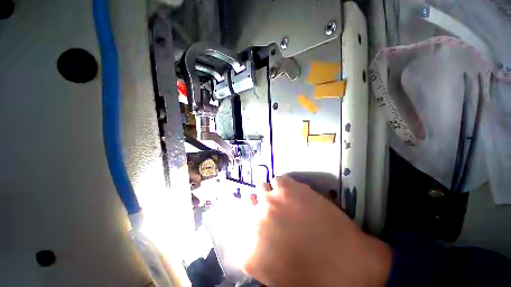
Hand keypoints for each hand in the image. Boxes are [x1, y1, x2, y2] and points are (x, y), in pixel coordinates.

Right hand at [242, 176, 391, 286]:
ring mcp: (270, 202)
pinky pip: (277, 179)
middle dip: (260, 203)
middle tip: (271, 205)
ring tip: (281, 196)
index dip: (254, 223)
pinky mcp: (286, 189)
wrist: (346, 264)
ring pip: (261, 188)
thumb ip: (260, 252)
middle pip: (250, 202)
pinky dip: (282, 184)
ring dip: (269, 192)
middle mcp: (255, 221)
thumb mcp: (276, 274)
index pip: (242, 231)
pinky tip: (291, 189)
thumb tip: (258, 234)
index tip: (261, 220)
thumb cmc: (312, 276)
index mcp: (250, 250)